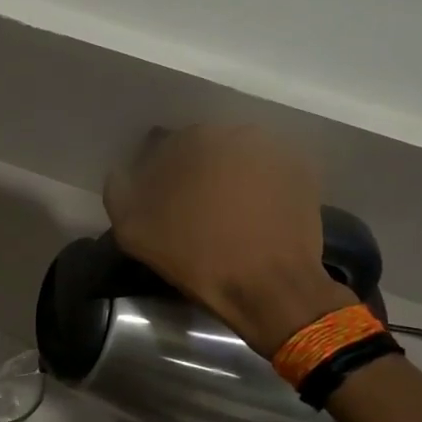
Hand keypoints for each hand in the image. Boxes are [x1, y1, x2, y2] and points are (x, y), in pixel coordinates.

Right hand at [104, 125, 353, 355]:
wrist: (271, 289)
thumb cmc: (197, 257)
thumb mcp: (133, 231)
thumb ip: (119, 191)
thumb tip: (123, 173)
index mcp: (193, 139)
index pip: (162, 146)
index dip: (155, 174)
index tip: (156, 201)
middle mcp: (235, 132)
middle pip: (202, 149)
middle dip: (193, 173)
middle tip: (189, 210)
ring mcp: (274, 150)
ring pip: (235, 159)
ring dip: (225, 178)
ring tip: (223, 215)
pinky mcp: (302, 172)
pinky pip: (266, 173)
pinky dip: (256, 188)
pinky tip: (251, 217)